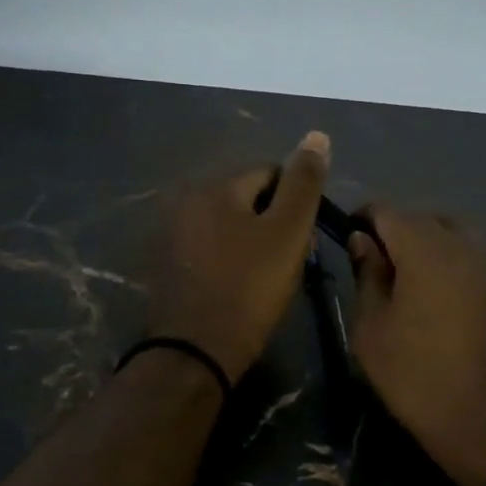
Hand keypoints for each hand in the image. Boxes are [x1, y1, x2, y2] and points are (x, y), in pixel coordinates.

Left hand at [149, 132, 330, 382]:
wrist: (198, 350)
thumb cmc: (250, 287)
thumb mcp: (288, 231)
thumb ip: (304, 183)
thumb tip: (317, 135)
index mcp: (216, 188)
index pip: (269, 174)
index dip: (295, 202)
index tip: (306, 238)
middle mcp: (188, 203)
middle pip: (247, 200)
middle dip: (274, 222)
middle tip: (292, 260)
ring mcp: (174, 237)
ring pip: (230, 228)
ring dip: (253, 243)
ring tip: (270, 278)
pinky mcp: (169, 268)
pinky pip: (211, 252)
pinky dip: (230, 261)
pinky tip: (241, 288)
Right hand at [347, 208, 485, 485]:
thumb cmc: (418, 376)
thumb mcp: (372, 329)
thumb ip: (367, 276)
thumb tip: (363, 241)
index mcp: (426, 248)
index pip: (387, 211)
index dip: (363, 218)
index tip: (347, 236)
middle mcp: (464, 245)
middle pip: (424, 219)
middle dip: (397, 232)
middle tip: (375, 266)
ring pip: (453, 238)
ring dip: (426, 249)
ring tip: (406, 285)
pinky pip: (471, 261)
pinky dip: (450, 267)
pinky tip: (436, 301)